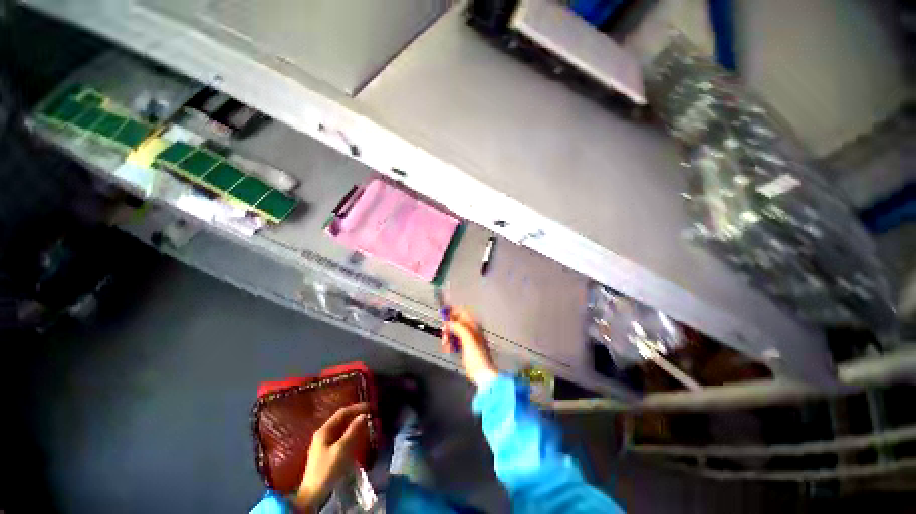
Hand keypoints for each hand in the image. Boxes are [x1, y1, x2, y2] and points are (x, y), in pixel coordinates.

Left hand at [294, 402, 369, 511]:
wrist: (313, 494)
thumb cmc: (327, 469)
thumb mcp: (342, 449)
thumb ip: (352, 430)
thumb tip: (363, 415)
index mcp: (324, 430)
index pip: (342, 412)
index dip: (357, 407)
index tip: (371, 406)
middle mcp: (323, 434)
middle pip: (342, 419)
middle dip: (356, 415)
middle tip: (371, 415)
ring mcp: (324, 444)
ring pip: (342, 429)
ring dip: (354, 425)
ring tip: (367, 424)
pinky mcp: (327, 453)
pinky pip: (341, 437)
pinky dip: (351, 434)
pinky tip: (358, 437)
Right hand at [442, 307, 497, 385]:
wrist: (483, 373)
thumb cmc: (478, 356)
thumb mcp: (468, 339)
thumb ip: (459, 327)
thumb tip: (450, 322)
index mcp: (474, 326)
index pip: (462, 312)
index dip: (452, 311)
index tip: (443, 312)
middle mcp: (472, 330)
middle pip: (456, 322)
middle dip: (448, 326)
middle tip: (444, 333)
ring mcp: (468, 339)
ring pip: (454, 332)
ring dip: (448, 336)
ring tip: (445, 344)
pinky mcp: (465, 348)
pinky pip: (455, 341)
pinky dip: (450, 343)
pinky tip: (448, 349)